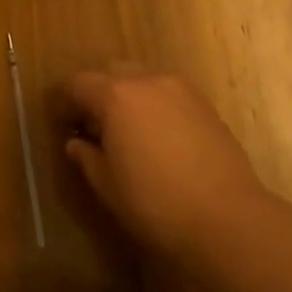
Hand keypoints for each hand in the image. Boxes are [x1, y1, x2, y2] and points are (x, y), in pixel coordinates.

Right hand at [59, 68, 267, 270]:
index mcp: (115, 95)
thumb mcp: (107, 184)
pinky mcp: (206, 106)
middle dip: (98, 93)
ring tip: (129, 133)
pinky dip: (155, 106)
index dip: (65, 102)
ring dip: (128, 97)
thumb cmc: (155, 203)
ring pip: (143, 79)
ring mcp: (180, 90)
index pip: (77, 83)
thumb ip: (86, 156)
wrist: (228, 219)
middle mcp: (146, 81)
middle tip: (94, 127)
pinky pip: (168, 94)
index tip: (63, 125)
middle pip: (111, 72)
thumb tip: (76, 143)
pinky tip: (159, 139)